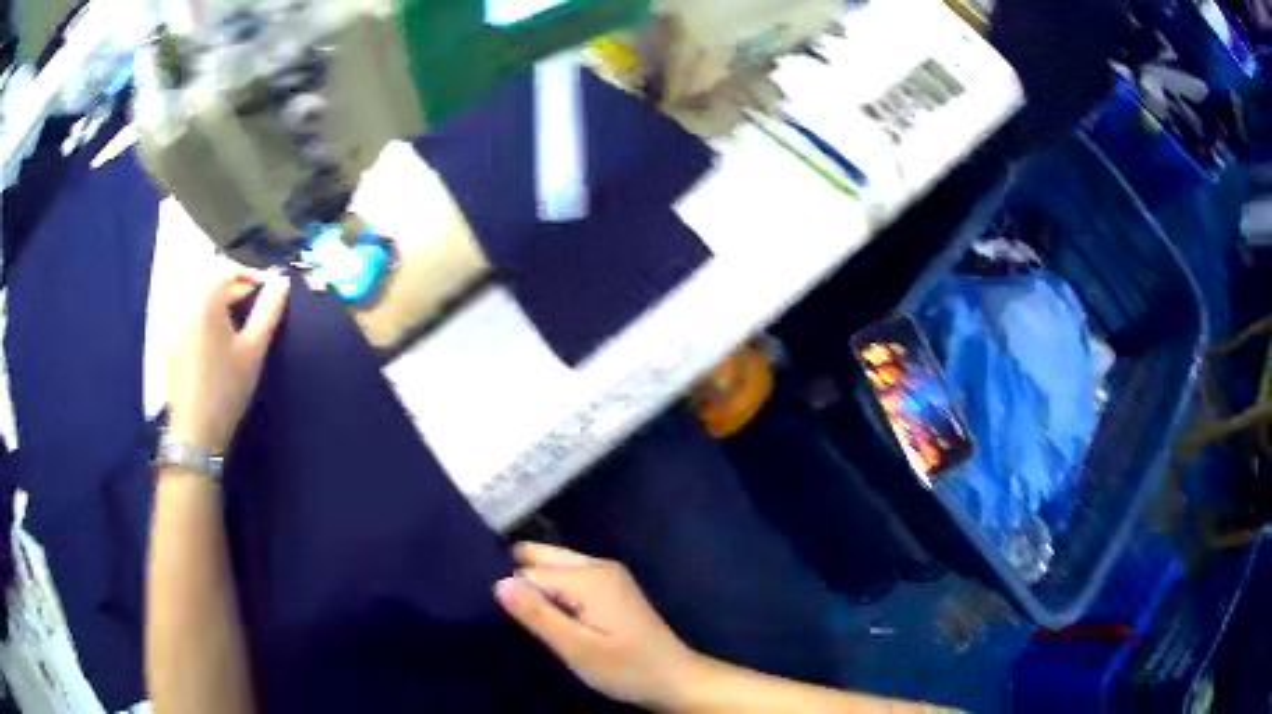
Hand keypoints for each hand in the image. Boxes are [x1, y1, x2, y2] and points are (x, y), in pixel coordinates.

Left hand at [167, 269, 289, 454]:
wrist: (195, 432)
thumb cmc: (226, 388)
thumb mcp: (253, 349)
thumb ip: (268, 311)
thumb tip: (282, 280)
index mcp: (205, 299)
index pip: (229, 267)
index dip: (251, 274)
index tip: (269, 290)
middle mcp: (185, 304)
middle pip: (210, 280)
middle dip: (234, 286)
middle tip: (255, 304)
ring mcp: (174, 324)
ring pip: (198, 298)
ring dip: (219, 301)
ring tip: (237, 321)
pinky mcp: (170, 343)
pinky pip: (189, 316)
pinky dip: (205, 317)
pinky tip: (216, 341)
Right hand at [495, 543, 704, 710]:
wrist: (675, 679)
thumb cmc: (626, 668)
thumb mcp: (577, 648)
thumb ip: (538, 614)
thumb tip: (498, 581)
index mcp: (589, 576)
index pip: (529, 570)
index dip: (512, 592)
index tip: (496, 613)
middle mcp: (599, 565)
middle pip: (543, 555)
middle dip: (518, 573)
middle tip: (501, 608)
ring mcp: (608, 574)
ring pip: (556, 564)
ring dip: (535, 581)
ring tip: (519, 612)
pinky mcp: (612, 588)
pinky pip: (570, 575)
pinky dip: (553, 587)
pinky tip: (546, 611)